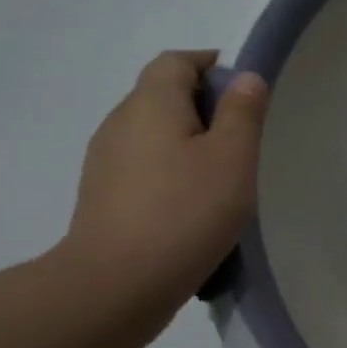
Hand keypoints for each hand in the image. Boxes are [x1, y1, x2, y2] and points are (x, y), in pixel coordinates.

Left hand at [61, 51, 267, 303]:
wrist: (114, 286)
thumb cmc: (185, 211)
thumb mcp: (233, 157)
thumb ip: (243, 111)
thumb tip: (245, 77)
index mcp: (150, 103)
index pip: (176, 61)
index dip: (211, 65)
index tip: (244, 93)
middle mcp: (120, 122)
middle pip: (162, 94)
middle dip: (204, 105)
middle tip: (242, 137)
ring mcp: (105, 161)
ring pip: (153, 132)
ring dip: (187, 141)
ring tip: (221, 175)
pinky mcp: (101, 196)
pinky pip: (142, 165)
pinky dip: (169, 170)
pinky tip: (191, 204)